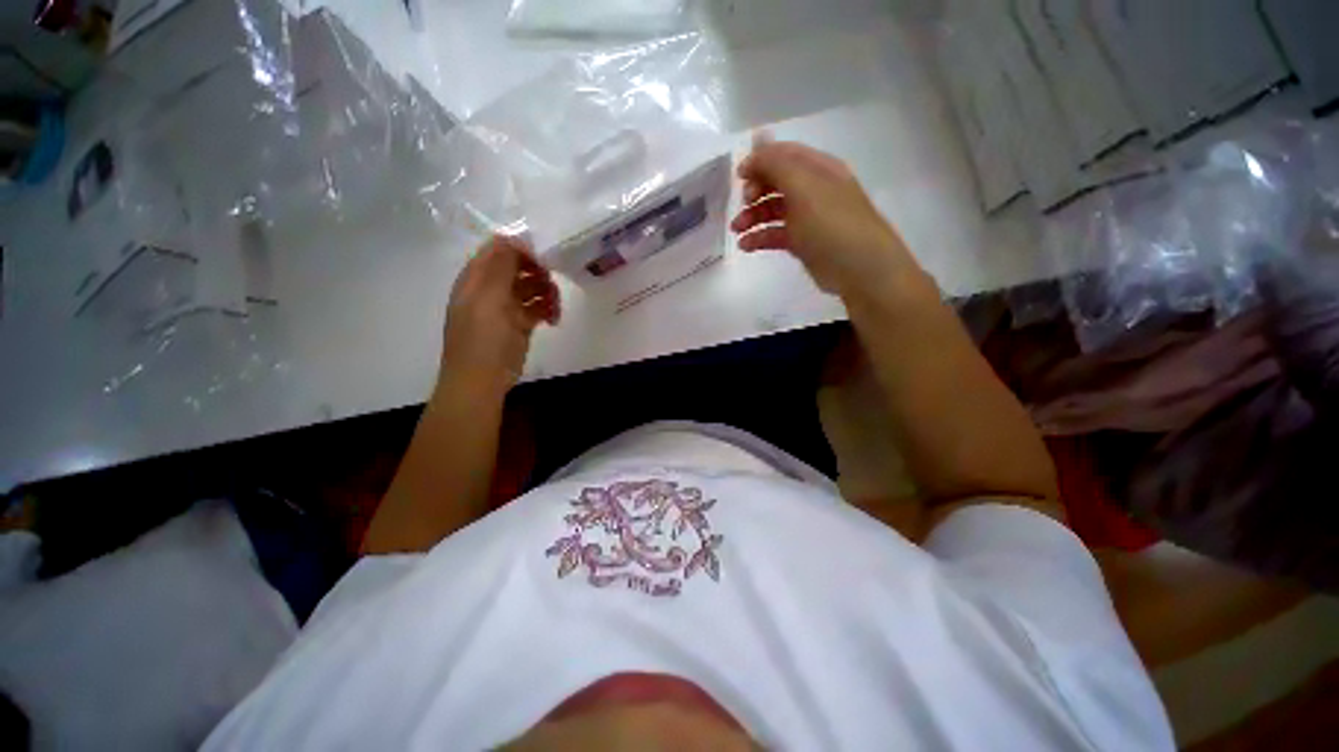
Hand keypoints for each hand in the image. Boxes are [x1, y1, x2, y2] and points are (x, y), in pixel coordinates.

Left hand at [439, 235, 560, 394]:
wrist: (482, 380)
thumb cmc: (483, 339)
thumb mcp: (488, 298)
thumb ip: (500, 267)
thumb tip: (514, 238)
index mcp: (476, 278)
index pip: (499, 249)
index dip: (522, 249)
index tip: (544, 259)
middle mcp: (490, 289)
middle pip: (519, 267)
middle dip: (538, 272)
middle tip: (551, 283)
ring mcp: (506, 307)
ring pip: (531, 287)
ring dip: (546, 292)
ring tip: (555, 307)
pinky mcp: (520, 324)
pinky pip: (538, 307)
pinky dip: (548, 309)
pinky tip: (554, 319)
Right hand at [730, 137, 918, 298]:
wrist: (858, 268)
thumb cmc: (831, 223)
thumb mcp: (803, 186)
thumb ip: (776, 163)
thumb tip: (756, 140)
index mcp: (817, 168)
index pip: (784, 155)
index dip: (759, 161)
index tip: (738, 177)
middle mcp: (813, 189)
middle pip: (776, 182)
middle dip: (755, 191)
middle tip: (743, 205)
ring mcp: (808, 217)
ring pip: (773, 210)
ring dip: (752, 217)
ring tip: (737, 230)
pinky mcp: (803, 242)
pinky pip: (776, 234)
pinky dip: (759, 237)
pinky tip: (746, 245)